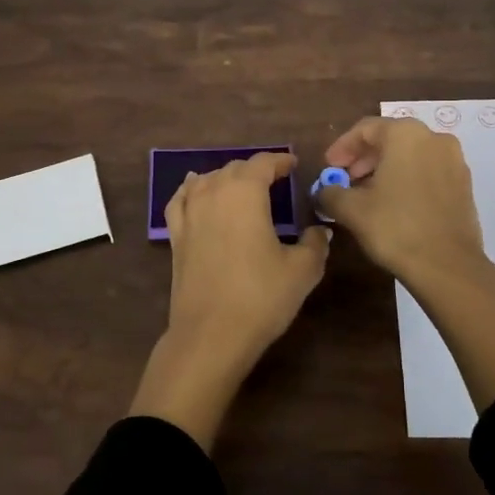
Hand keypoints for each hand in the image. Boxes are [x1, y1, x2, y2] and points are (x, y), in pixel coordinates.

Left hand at [130, 152, 330, 447]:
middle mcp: (213, 193)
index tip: (293, 165)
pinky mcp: (175, 236)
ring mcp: (189, 213)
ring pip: (206, 180)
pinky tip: (196, 192)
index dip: (280, 161)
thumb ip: (314, 244)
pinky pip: (181, 200)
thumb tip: (320, 231)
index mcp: (245, 192)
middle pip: (234, 169)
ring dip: (226, 178)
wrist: (211, 334)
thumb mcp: (302, 270)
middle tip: (274, 181)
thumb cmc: (261, 296)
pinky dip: (192, 191)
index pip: (263, 163)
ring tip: (241, 188)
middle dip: (255, 170)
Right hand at [319, 116, 494, 411]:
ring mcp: (454, 161)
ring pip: (411, 156)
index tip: (328, 167)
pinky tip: (393, 205)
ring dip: (385, 170)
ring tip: (366, 195)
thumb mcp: (351, 209)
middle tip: (344, 180)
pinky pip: (428, 172)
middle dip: (363, 158)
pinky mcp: (464, 185)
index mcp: (406, 134)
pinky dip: (407, 180)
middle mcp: (434, 138)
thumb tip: (323, 191)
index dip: (341, 147)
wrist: (448, 266)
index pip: (365, 129)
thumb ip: (330, 193)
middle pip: (390, 139)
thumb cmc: (395, 227)